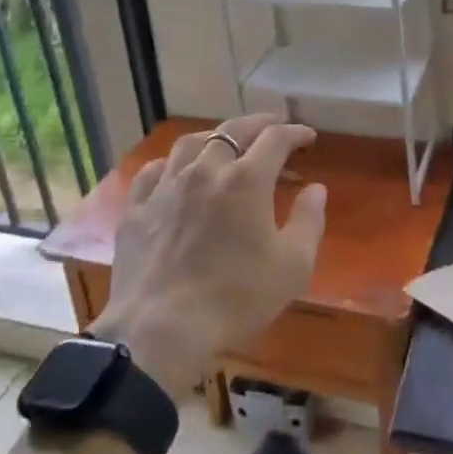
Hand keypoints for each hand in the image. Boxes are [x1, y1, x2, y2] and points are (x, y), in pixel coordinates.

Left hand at [89, 115, 326, 399]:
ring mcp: (166, 186)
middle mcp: (205, 170)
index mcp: (246, 179)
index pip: (275, 138)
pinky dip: (171, 164)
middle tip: (272, 126)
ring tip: (225, 142)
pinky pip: (153, 170)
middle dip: (257, 124)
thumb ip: (309, 221)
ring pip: (190, 143)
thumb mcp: (292, 266)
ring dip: (214, 137)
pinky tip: (175, 172)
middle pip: (232, 130)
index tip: (307, 137)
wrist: (160, 329)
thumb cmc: (235, 298)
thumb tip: (316, 189)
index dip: (295, 133)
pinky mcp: (137, 208)